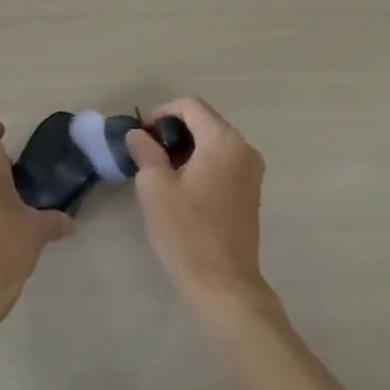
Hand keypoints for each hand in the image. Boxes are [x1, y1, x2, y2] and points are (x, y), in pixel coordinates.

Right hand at [126, 98, 271, 317]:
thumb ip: (145, 152)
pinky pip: (222, 163)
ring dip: (185, 149)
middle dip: (172, 132)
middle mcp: (244, 149)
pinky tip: (180, 189)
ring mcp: (251, 172)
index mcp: (224, 141)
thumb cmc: (186, 232)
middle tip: (144, 154)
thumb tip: (138, 135)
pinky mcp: (250, 192)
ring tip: (159, 173)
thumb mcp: (155, 187)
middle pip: (204, 122)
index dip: (160, 113)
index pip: (190, 106)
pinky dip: (200, 164)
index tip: (140, 136)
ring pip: (213, 143)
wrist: (223, 284)